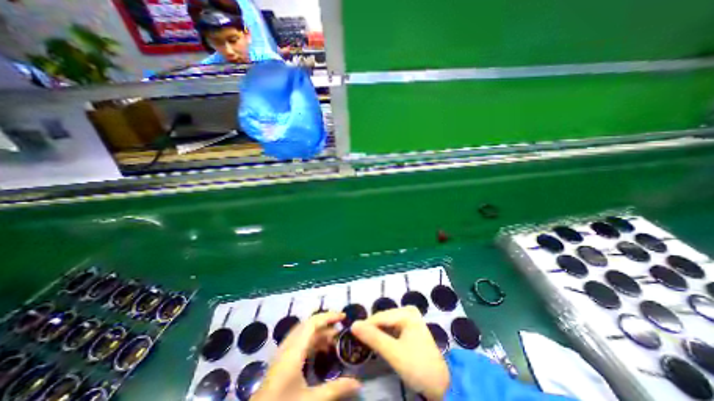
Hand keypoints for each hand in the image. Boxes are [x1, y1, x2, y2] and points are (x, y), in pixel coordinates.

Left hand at [253, 314, 362, 400]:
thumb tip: (358, 384)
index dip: (329, 316)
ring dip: (319, 333)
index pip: (313, 322)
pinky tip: (320, 351)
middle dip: (326, 323)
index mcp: (294, 350)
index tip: (343, 318)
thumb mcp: (310, 400)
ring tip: (334, 340)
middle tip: (341, 329)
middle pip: (309, 325)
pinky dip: (313, 341)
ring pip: (304, 333)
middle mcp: (288, 346)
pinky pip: (300, 341)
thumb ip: (335, 389)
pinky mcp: (282, 360)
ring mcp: (283, 352)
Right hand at [353, 309, 450, 399]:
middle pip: (383, 319)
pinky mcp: (410, 327)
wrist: (441, 385)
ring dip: (378, 333)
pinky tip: (380, 344)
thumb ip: (373, 338)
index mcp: (406, 313)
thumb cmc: (417, 367)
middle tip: (360, 343)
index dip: (365, 326)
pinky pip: (392, 328)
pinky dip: (385, 336)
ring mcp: (410, 318)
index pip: (379, 317)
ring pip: (386, 323)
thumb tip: (353, 325)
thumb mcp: (393, 353)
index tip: (352, 336)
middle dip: (372, 330)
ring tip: (368, 344)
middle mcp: (408, 311)